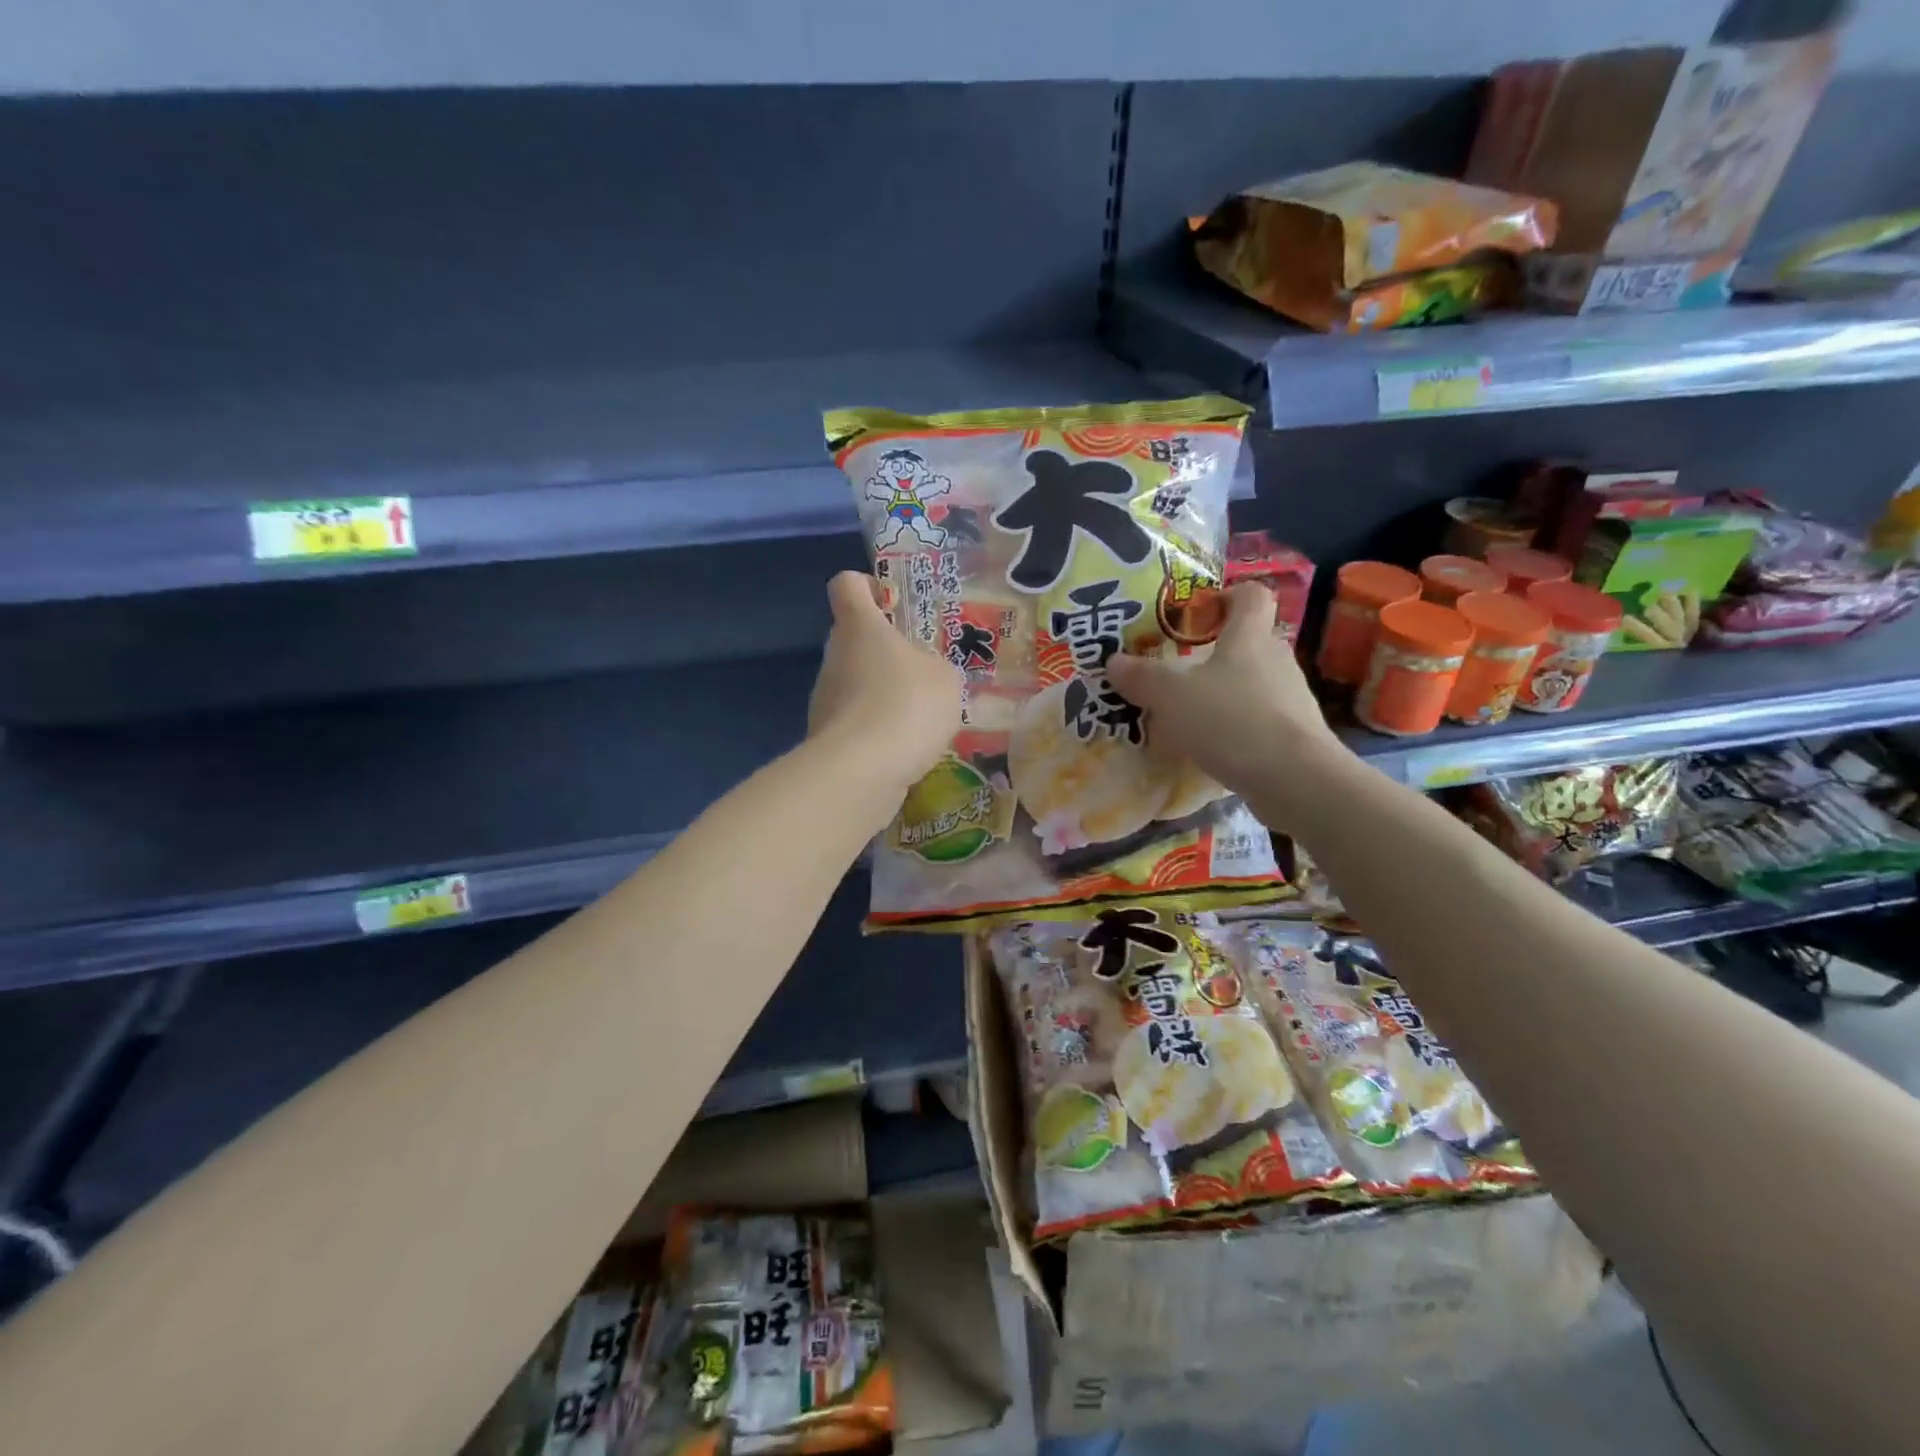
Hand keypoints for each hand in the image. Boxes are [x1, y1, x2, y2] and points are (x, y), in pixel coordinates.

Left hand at [808, 571, 961, 793]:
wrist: (862, 771)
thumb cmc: (907, 705)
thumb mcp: (945, 677)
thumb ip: (934, 665)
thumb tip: (921, 673)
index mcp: (860, 626)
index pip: (847, 585)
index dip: (868, 586)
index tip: (893, 603)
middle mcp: (835, 656)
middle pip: (855, 639)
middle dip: (887, 651)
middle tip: (925, 670)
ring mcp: (825, 698)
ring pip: (857, 684)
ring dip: (885, 695)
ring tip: (923, 717)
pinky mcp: (827, 738)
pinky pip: (858, 723)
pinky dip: (879, 732)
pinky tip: (908, 748)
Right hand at [1105, 583, 1350, 824]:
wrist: (1294, 778)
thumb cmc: (1232, 720)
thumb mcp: (1173, 696)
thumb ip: (1142, 677)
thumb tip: (1112, 661)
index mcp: (1249, 637)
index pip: (1251, 596)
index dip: (1229, 595)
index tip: (1202, 611)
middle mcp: (1276, 660)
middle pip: (1250, 642)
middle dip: (1218, 652)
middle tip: (1181, 669)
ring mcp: (1291, 699)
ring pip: (1255, 683)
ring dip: (1226, 693)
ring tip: (1191, 714)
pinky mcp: (1296, 735)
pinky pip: (1260, 720)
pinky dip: (1237, 727)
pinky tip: (1212, 747)